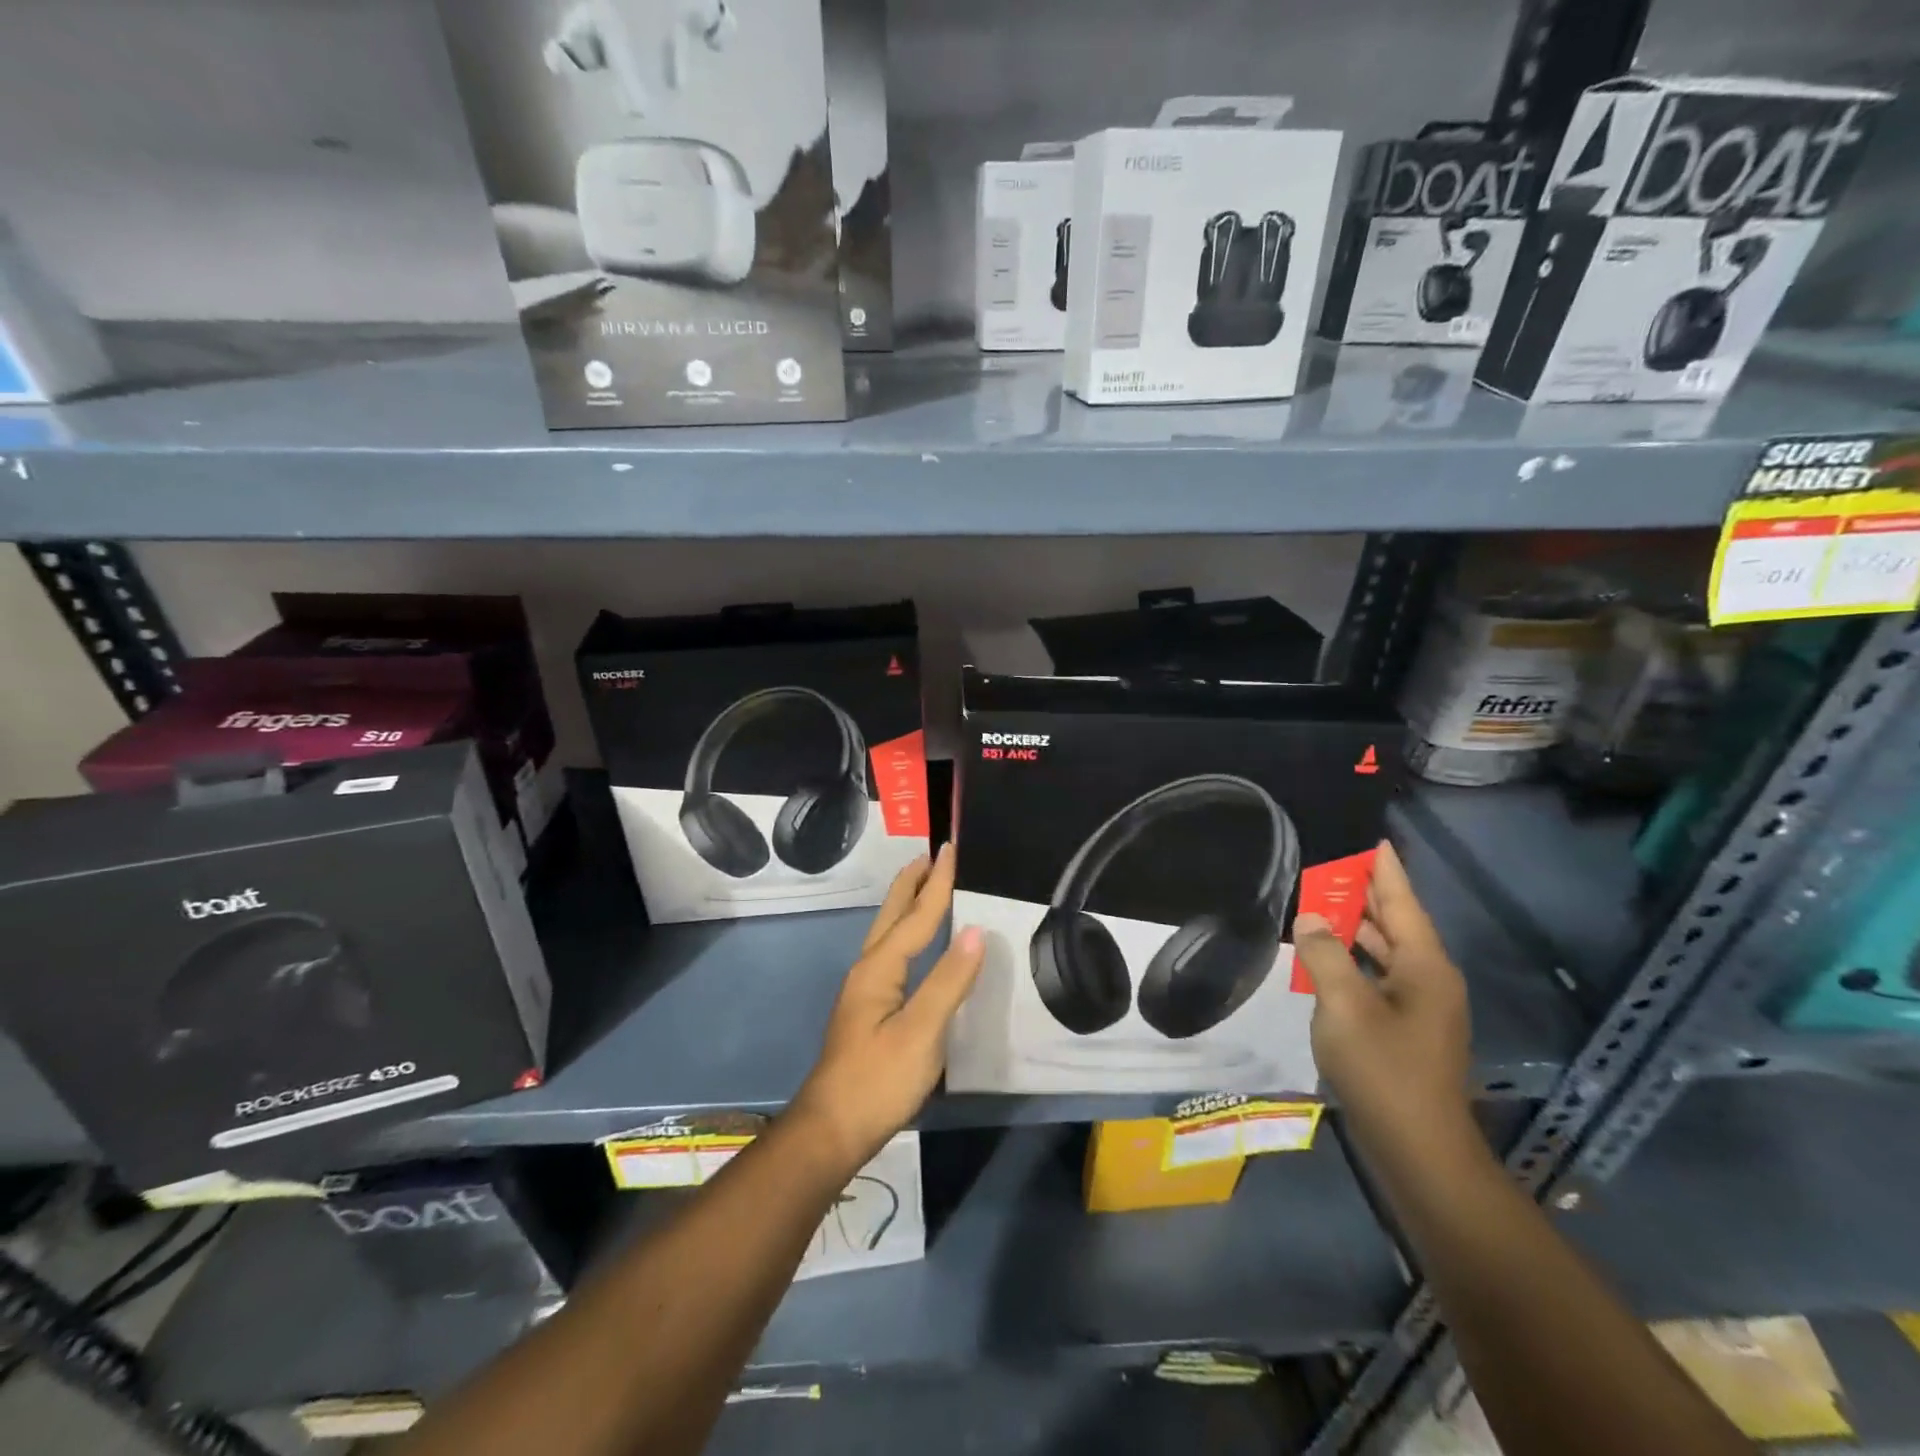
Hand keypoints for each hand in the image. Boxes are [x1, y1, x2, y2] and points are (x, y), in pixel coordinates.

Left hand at [788, 844, 983, 1172]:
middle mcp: (868, 970)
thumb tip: (975, 931)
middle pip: (892, 916)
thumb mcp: (921, 1032)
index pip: (916, 916)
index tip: (950, 850)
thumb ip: (948, 981)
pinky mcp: (869, 1010)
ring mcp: (865, 991)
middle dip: (911, 883)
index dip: (937, 884)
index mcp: (880, 969)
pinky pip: (892, 954)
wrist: (832, 1129)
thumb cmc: (878, 1080)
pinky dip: (906, 933)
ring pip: (888, 934)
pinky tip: (915, 945)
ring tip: (923, 886)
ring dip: (906, 905)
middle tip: (930, 855)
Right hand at [1296, 840, 1473, 1155]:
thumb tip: (1311, 918)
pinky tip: (1328, 956)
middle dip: (1367, 894)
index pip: (1403, 904)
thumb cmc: (1384, 1071)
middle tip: (1334, 865)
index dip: (1386, 871)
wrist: (1419, 1151)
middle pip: (1397, 924)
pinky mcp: (1406, 1030)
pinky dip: (1355, 958)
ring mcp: (1420, 1008)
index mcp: (1425, 967)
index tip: (1375, 839)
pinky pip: (1379, 977)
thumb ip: (1325, 954)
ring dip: (1357, 927)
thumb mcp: (1344, 1006)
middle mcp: (1429, 981)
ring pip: (1387, 952)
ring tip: (1324, 901)